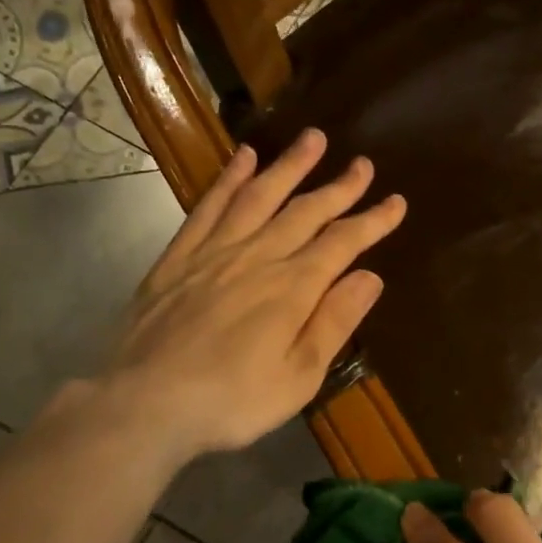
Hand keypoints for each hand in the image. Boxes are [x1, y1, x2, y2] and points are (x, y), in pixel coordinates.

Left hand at [96, 129, 404, 458]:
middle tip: (363, 164)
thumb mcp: (299, 376)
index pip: (343, 243)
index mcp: (292, 288)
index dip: (372, 221)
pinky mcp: (179, 257)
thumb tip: (370, 276)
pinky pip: (209, 206)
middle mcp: (258, 257)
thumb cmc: (232, 401)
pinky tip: (243, 158)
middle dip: (339, 187)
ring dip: (289, 166)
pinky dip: (229, 179)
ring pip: (260, 196)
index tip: (396, 201)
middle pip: (306, 211)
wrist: (145, 403)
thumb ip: (335, 322)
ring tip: (313, 139)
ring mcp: (215, 252)